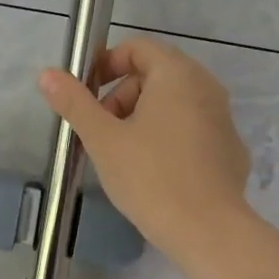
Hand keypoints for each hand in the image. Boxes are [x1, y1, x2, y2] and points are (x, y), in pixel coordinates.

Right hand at [37, 37, 252, 266]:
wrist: (207, 230)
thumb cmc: (150, 177)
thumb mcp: (103, 139)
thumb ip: (74, 102)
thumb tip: (47, 74)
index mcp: (177, 75)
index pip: (138, 48)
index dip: (106, 65)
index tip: (86, 97)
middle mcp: (207, 87)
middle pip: (157, 75)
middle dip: (122, 96)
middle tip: (102, 132)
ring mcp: (224, 120)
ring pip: (175, 104)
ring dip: (143, 119)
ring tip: (124, 156)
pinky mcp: (230, 150)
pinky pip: (193, 131)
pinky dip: (169, 139)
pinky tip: (156, 173)